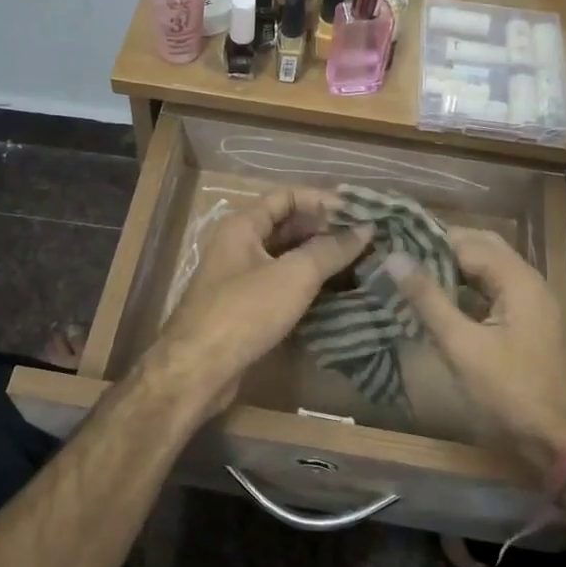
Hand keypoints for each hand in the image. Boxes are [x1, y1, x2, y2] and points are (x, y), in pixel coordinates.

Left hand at [150, 189, 370, 419]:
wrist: (198, 370)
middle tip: (367, 241)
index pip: (287, 196)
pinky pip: (283, 286)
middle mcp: (239, 246)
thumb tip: (365, 229)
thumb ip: (330, 250)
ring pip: (287, 259)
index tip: (359, 213)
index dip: (322, 200)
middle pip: (288, 227)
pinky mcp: (247, 309)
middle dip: (326, 231)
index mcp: (243, 226)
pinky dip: (309, 286)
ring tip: (361, 265)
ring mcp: (241, 279)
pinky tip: (338, 294)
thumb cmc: (244, 312)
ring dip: (320, 260)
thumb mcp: (293, 276)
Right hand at [387, 227, 565, 473]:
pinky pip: (493, 293)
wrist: (565, 443)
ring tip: (410, 273)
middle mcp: (528, 282)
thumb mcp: (462, 346)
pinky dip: (465, 290)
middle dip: (441, 247)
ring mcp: (532, 304)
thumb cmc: (512, 393)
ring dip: (452, 268)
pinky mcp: (528, 325)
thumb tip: (394, 257)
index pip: (466, 241)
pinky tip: (438, 302)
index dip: (427, 238)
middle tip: (398, 254)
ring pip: (488, 271)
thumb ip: (428, 299)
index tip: (390, 240)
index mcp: (517, 279)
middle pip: (481, 248)